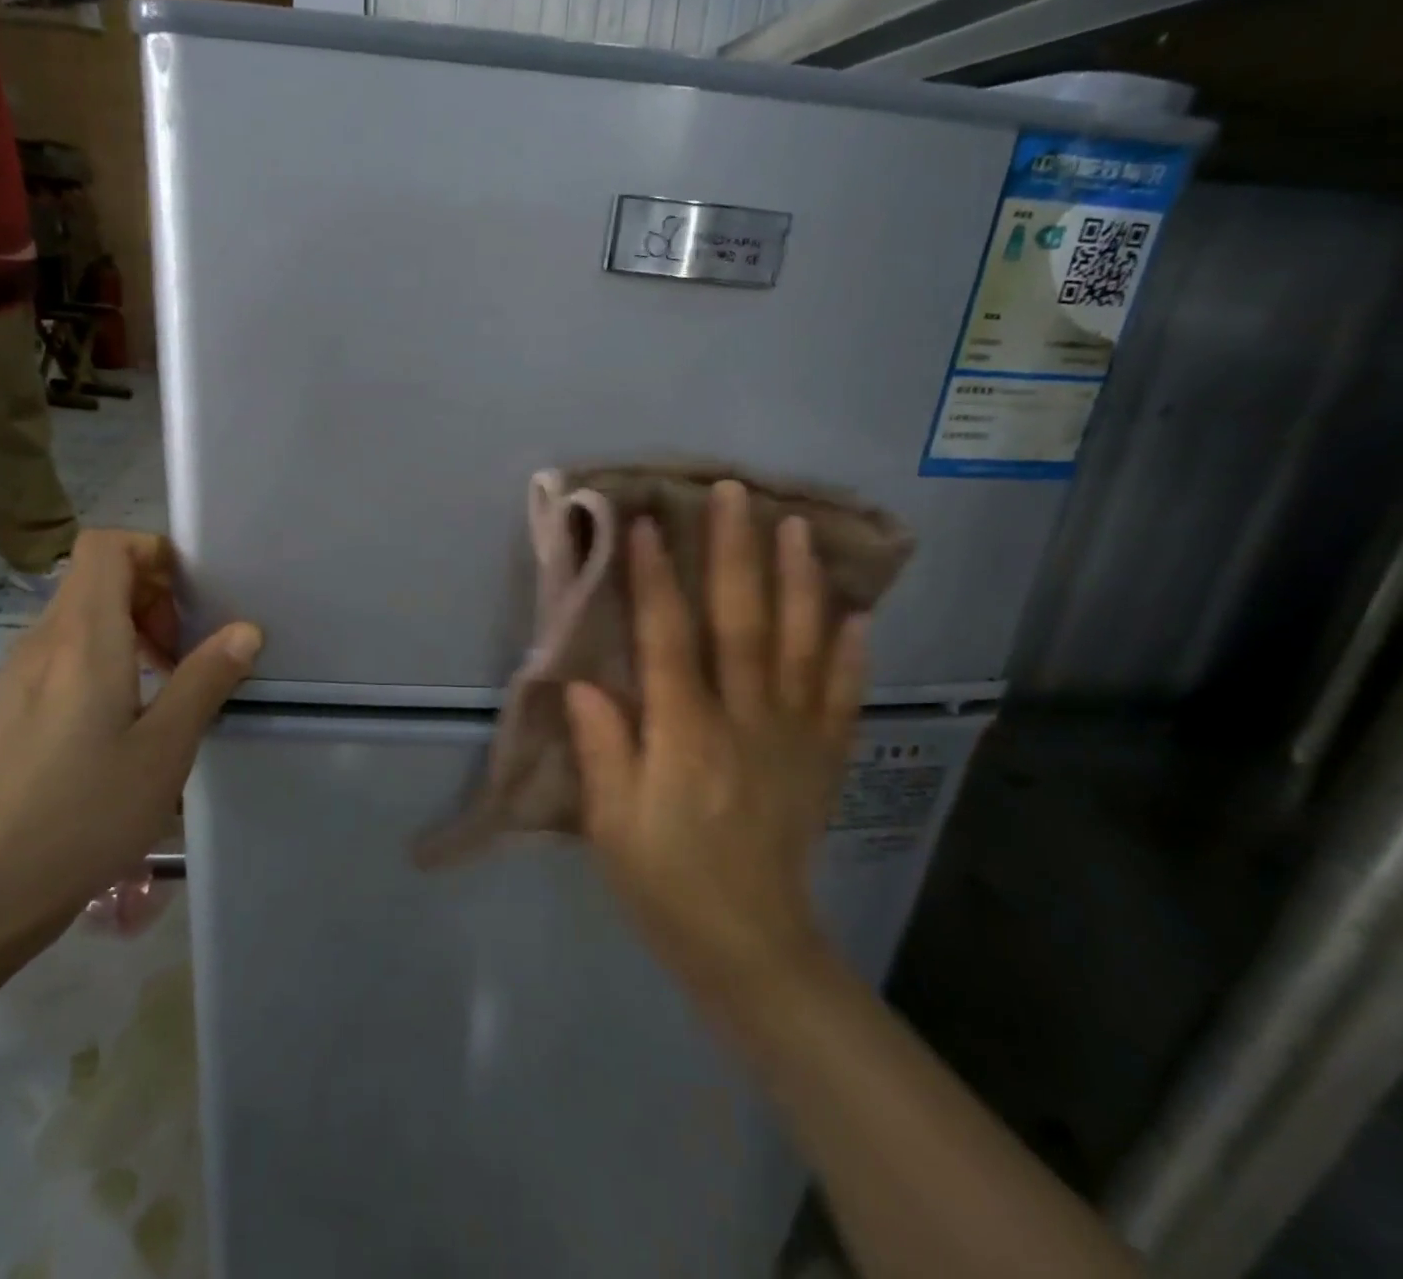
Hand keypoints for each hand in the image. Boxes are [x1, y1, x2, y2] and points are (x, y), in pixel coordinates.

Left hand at [0, 529, 261, 939]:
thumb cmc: (81, 816)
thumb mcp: (163, 749)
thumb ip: (205, 680)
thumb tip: (245, 629)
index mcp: (82, 639)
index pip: (106, 546)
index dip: (154, 552)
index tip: (194, 597)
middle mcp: (45, 642)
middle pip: (98, 575)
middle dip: (154, 594)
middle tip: (189, 649)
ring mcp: (22, 674)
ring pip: (84, 615)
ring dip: (135, 628)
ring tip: (169, 683)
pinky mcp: (15, 705)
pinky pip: (68, 651)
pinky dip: (109, 656)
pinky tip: (131, 715)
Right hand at [565, 484, 866, 1016]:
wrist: (750, 945)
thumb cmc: (665, 881)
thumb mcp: (611, 824)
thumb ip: (602, 748)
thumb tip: (582, 681)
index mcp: (686, 737)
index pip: (668, 641)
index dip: (655, 580)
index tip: (646, 524)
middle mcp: (745, 723)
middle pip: (741, 624)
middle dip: (734, 553)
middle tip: (732, 493)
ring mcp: (793, 738)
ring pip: (799, 645)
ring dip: (797, 582)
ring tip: (796, 526)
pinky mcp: (822, 759)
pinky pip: (841, 696)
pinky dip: (850, 652)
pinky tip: (856, 613)